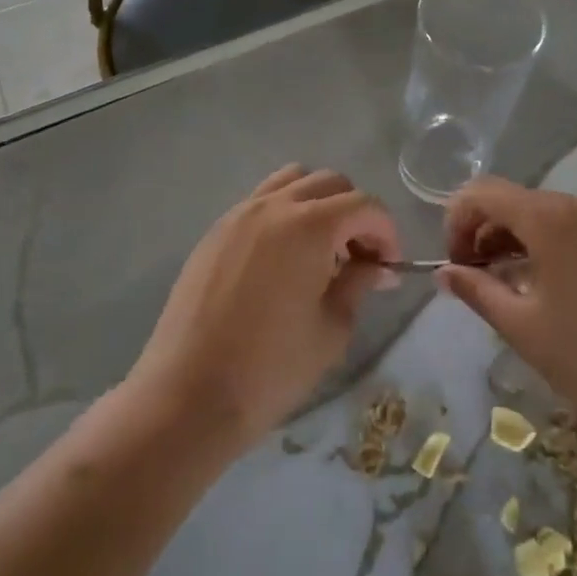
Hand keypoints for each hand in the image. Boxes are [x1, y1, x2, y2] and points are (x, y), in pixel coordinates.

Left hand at [128, 165, 400, 451]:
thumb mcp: (332, 328)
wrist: (188, 393)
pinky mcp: (215, 232)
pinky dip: (283, 214)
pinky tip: (283, 260)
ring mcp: (238, 215)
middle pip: (329, 183)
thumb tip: (375, 266)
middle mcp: (273, 206)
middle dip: (354, 213)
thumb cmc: (270, 368)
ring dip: (317, 204)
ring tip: (320, 250)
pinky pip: (260, 203)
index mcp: (309, 225)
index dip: (386, 232)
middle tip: (359, 258)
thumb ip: (358, 283)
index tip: (388, 267)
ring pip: (291, 182)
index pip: (364, 205)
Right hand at [438, 177, 576, 455]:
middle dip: (486, 233)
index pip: (483, 193)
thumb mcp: (525, 330)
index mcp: (552, 219)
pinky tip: (552, 291)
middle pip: (516, 201)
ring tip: (510, 289)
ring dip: (518, 241)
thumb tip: (445, 272)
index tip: (455, 265)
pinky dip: (552, 247)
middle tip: (476, 280)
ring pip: (548, 215)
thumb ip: (478, 291)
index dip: (457, 221)